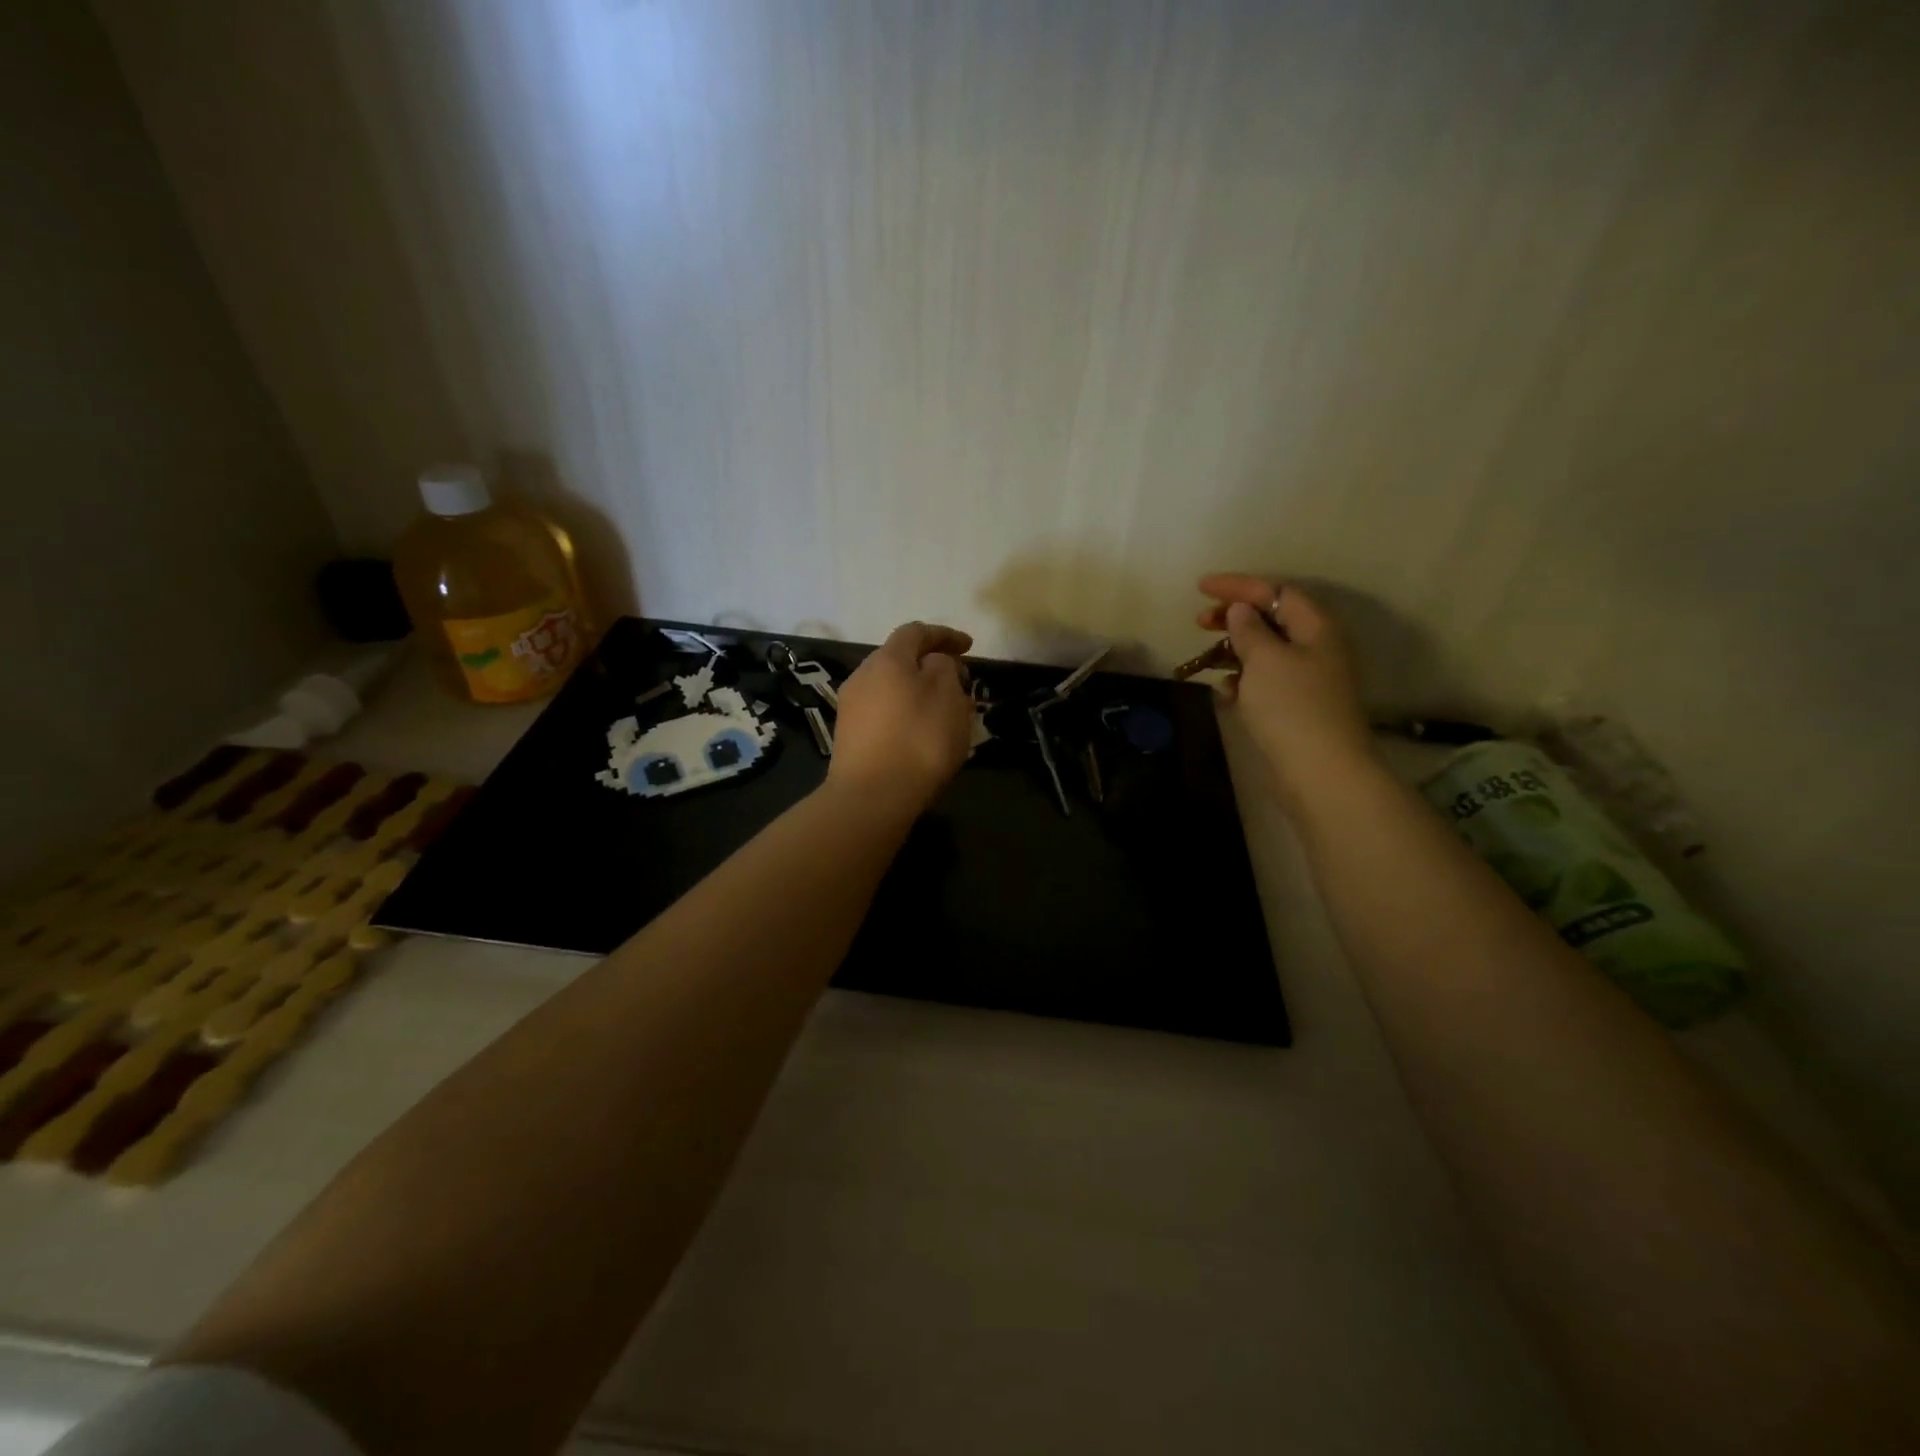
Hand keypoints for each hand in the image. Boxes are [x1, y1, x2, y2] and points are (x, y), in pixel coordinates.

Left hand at [828, 621, 975, 811]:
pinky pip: (882, 713)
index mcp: (887, 659)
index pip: (916, 632)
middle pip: (899, 660)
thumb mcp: (948, 696)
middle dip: (930, 665)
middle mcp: (862, 676)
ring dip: (917, 692)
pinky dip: (904, 714)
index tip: (969, 646)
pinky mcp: (848, 737)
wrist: (871, 798)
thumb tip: (934, 663)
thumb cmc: (918, 740)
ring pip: (890, 688)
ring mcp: (850, 708)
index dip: (945, 634)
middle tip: (958, 681)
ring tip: (942, 711)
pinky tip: (919, 734)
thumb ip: (945, 669)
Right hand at [1196, 575, 1375, 805]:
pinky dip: (1243, 679)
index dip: (1238, 586)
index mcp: (1315, 627)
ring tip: (1205, 658)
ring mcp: (1308, 679)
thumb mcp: (1264, 660)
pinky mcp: (1297, 706)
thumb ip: (1249, 630)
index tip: (1201, 588)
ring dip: (1235, 649)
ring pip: (1266, 651)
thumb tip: (1241, 611)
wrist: (1320, 770)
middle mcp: (1316, 647)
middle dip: (1234, 617)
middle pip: (1272, 619)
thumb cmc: (1291, 706)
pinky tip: (1224, 690)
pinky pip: (1265, 681)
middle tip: (1200, 622)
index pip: (1276, 592)